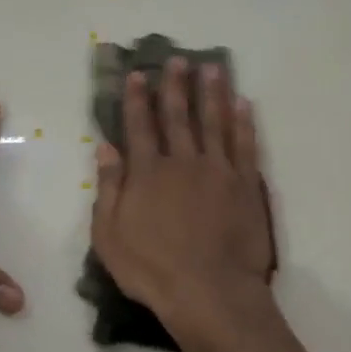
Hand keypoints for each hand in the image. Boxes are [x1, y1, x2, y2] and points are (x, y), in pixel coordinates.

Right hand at [90, 57, 275, 338]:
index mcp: (148, 173)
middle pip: (178, 116)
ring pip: (215, 121)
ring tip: (213, 68)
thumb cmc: (151, 269)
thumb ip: (108, 188)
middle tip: (178, 59)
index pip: (140, 126)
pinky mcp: (246, 185)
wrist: (209, 292)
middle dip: (176, 86)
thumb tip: (105, 147)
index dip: (138, 98)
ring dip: (212, 93)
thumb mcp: (109, 235)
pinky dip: (244, 122)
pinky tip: (243, 104)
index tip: (139, 74)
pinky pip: (245, 144)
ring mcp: (218, 171)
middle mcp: (183, 162)